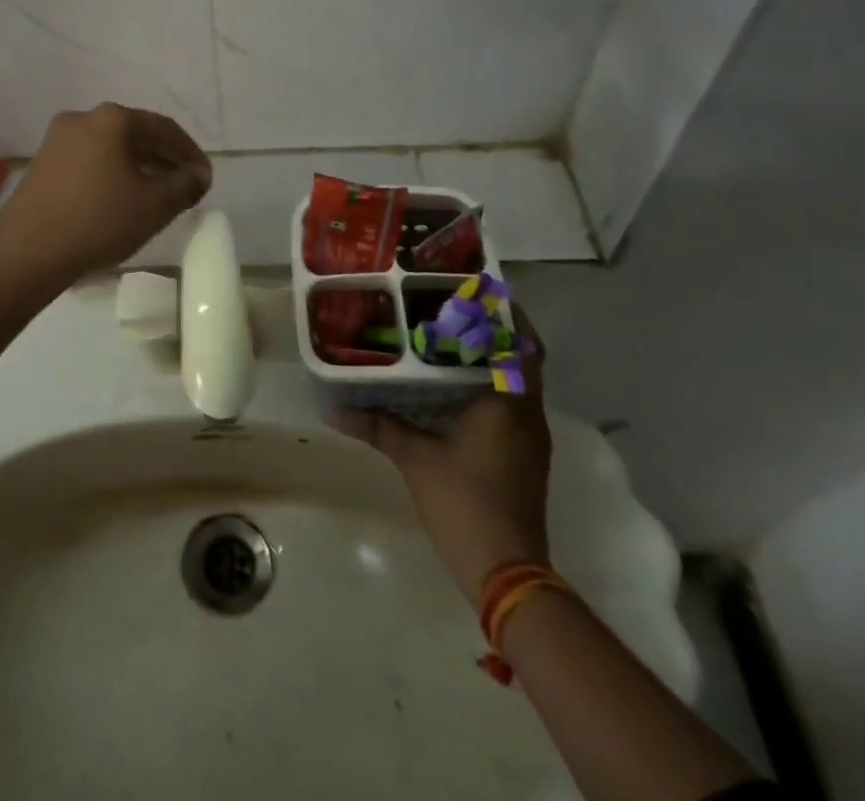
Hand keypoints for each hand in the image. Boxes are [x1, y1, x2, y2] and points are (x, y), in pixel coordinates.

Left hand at [0, 104, 211, 285]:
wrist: (27, 251)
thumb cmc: (99, 220)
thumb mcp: (155, 205)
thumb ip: (185, 185)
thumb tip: (199, 174)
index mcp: (112, 119)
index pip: (164, 128)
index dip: (190, 152)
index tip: (205, 177)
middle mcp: (83, 118)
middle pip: (135, 134)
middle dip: (164, 158)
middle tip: (185, 184)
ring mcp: (58, 140)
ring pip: (111, 147)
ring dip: (138, 166)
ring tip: (157, 193)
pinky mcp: (42, 163)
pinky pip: (89, 160)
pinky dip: (112, 173)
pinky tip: (121, 198)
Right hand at [333, 308, 551, 596]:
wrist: (507, 571)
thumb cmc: (464, 501)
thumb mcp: (414, 457)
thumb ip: (378, 426)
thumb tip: (334, 409)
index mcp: (509, 402)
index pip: (522, 343)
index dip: (506, 314)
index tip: (476, 293)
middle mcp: (528, 413)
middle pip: (521, 358)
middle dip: (493, 333)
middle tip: (452, 311)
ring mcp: (530, 438)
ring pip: (517, 383)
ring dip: (491, 361)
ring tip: (448, 341)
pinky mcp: (525, 457)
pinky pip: (511, 405)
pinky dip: (489, 388)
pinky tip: (453, 389)